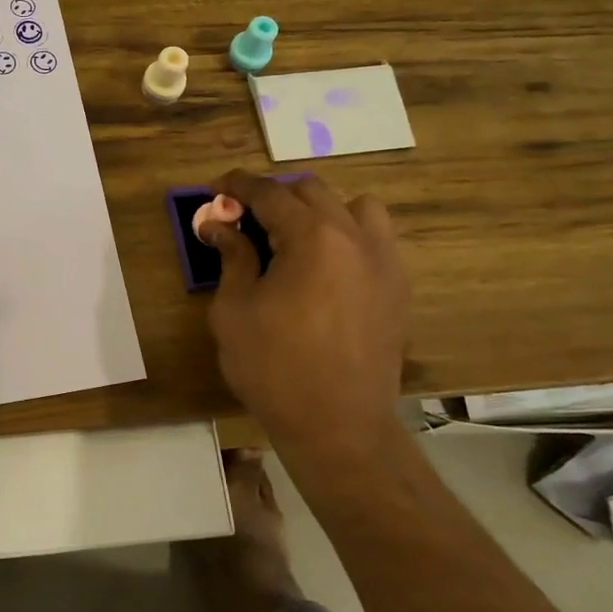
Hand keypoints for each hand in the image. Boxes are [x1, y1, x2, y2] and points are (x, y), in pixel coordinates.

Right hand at [201, 170, 409, 457]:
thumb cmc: (274, 367)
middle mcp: (354, 237)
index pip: (270, 193)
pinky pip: (374, 240)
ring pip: (355, 207)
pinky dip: (347, 235)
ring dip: (320, 209)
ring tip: (294, 235)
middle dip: (274, 195)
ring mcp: (383, 261)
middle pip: (311, 192)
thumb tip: (219, 225)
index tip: (215, 188)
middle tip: (244, 217)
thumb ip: (232, 257)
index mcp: (312, 237)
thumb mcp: (235, 309)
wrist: (338, 426)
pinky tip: (325, 266)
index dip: (237, 185)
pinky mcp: (397, 288)